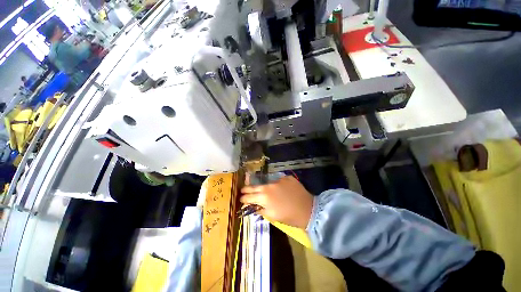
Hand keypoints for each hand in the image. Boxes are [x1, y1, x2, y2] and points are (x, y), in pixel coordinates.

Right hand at [240, 175, 313, 228]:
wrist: (308, 209)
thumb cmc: (288, 216)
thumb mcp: (272, 216)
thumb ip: (260, 209)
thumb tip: (253, 205)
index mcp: (264, 197)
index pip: (249, 197)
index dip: (244, 198)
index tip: (241, 198)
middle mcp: (269, 186)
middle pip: (254, 186)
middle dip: (247, 189)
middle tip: (243, 190)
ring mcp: (278, 180)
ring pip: (266, 183)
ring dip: (263, 187)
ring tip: (262, 190)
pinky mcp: (286, 177)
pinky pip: (278, 181)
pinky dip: (277, 185)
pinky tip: (280, 190)